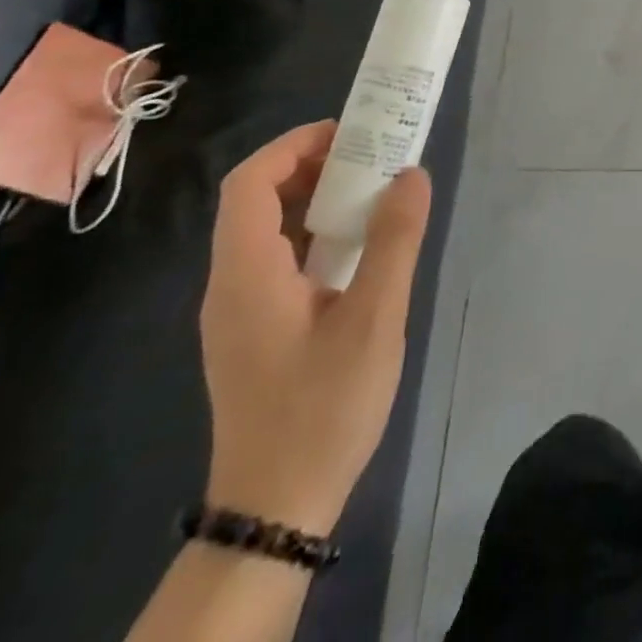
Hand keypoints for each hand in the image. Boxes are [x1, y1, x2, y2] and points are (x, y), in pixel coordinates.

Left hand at [200, 122, 431, 533]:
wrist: (276, 507)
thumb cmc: (323, 407)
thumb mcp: (374, 319)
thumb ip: (393, 241)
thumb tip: (411, 173)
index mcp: (247, 273)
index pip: (250, 182)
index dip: (296, 145)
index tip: (351, 134)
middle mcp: (230, 283)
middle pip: (257, 200)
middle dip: (314, 166)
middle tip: (373, 159)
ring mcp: (238, 310)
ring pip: (268, 230)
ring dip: (317, 200)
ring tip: (374, 195)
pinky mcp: (253, 330)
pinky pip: (277, 259)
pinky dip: (314, 235)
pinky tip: (357, 252)